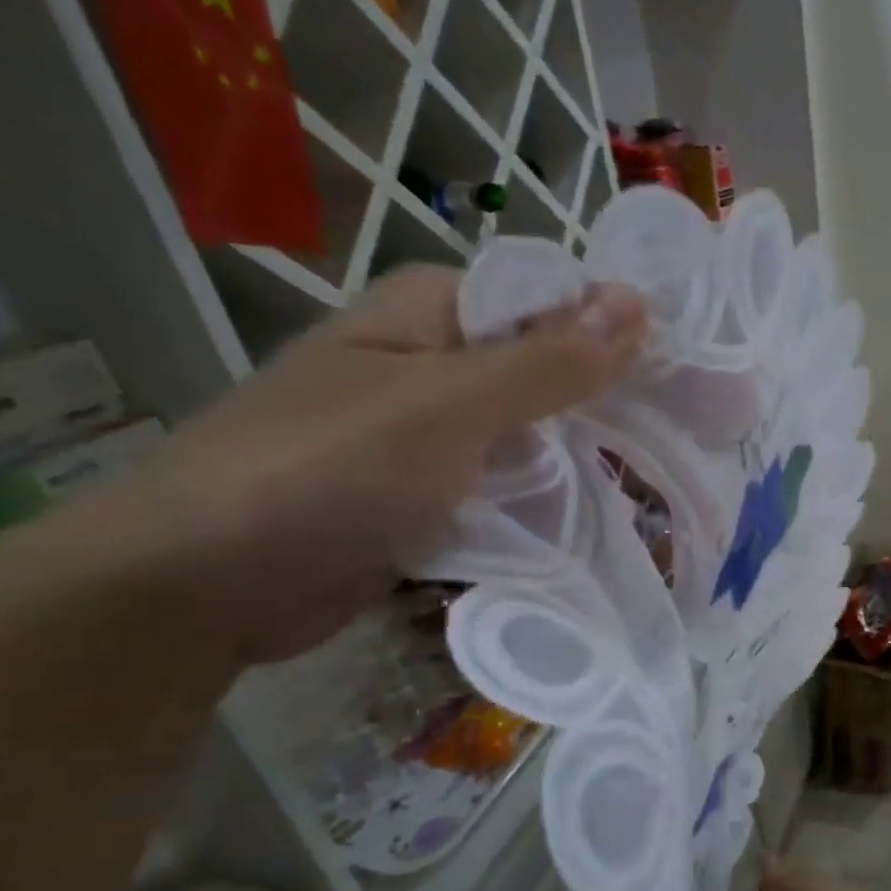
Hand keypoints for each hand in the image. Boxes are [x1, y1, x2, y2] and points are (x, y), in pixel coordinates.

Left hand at [97, 263, 646, 662]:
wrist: (203, 587)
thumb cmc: (327, 469)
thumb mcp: (451, 406)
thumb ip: (548, 361)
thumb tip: (639, 302)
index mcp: (433, 314)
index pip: (551, 303)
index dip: (618, 332)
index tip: (687, 376)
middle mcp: (434, 364)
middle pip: (545, 372)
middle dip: (605, 405)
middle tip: (685, 437)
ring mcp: (431, 435)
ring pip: (531, 436)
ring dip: (581, 460)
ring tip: (659, 481)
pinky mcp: (428, 496)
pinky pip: (504, 487)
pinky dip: (544, 501)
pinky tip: (600, 518)